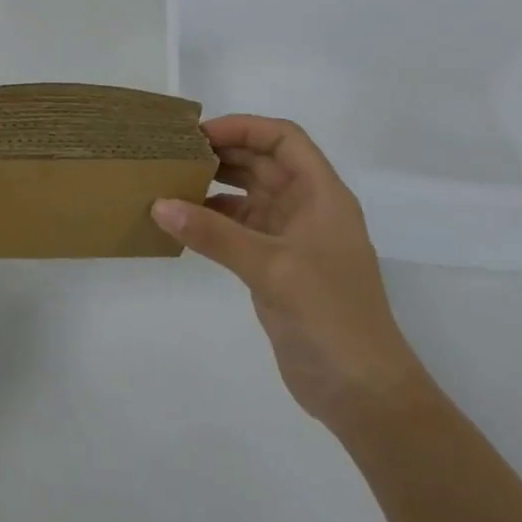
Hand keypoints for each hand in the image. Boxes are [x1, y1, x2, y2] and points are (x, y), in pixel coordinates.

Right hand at [152, 115, 428, 432]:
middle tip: (174, 154)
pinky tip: (181, 223)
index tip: (200, 135)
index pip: (284, 140)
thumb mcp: (270, 267)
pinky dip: (212, 221)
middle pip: (263, 163)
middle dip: (222, 153)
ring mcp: (291, 239)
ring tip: (170, 183)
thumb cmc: (330, 316)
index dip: (244, 128)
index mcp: (322, 196)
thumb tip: (158, 204)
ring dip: (213, 186)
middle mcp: (307, 209)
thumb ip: (213, 233)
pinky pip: (238, 229)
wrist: (363, 393)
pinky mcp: (275, 267)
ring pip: (248, 195)